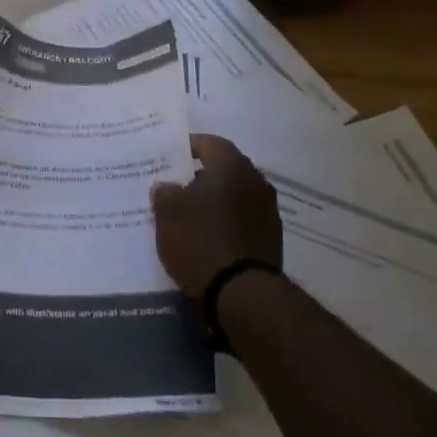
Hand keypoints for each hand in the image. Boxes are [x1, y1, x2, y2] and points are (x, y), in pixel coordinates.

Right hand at [151, 134, 281, 298]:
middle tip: (176, 186)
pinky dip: (226, 221)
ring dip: (215, 200)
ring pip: (235, 195)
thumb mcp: (167, 214)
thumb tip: (167, 186)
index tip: (168, 156)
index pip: (209, 143)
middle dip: (200, 175)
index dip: (187, 146)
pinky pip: (242, 219)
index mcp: (232, 166)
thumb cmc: (200, 241)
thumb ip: (165, 193)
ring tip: (190, 214)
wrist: (242, 293)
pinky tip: (208, 236)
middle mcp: (256, 182)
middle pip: (224, 169)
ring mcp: (268, 211)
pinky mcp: (271, 238)